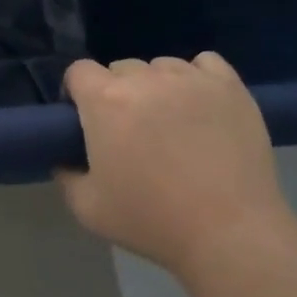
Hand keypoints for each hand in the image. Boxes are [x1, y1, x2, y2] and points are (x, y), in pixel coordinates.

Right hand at [56, 53, 296, 280]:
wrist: (230, 233)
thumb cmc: (152, 221)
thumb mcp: (87, 208)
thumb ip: (66, 175)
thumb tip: (66, 157)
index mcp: (106, 101)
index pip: (79, 71)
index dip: (77, 93)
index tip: (84, 120)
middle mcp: (146, 78)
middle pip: (120, 68)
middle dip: (117, 93)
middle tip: (129, 131)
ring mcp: (192, 79)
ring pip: (162, 66)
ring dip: (156, 86)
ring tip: (169, 122)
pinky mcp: (230, 87)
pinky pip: (205, 63)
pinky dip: (196, 78)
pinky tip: (199, 105)